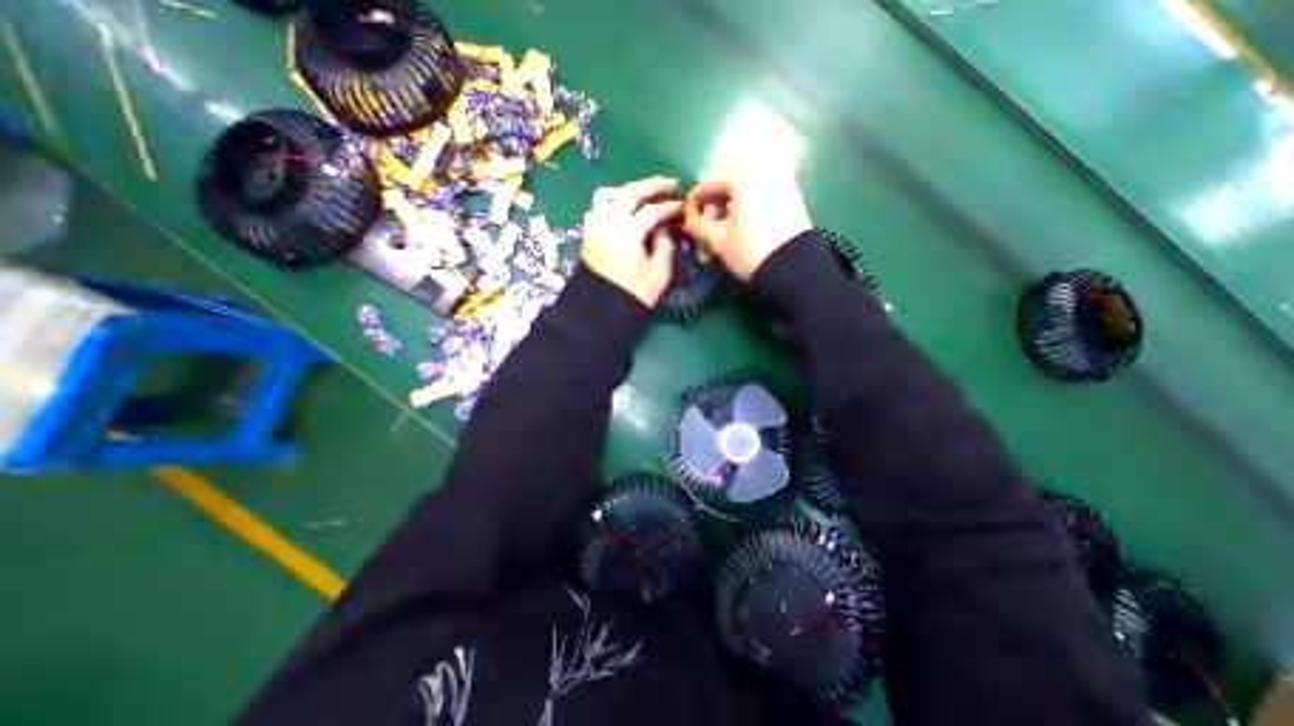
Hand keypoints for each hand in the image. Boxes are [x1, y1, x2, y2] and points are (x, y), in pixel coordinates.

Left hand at [582, 179, 685, 307]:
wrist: (601, 310)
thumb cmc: (633, 294)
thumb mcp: (658, 273)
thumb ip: (664, 246)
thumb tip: (664, 229)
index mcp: (628, 229)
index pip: (653, 210)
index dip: (670, 208)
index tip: (683, 207)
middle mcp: (609, 220)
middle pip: (631, 192)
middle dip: (653, 186)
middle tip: (670, 184)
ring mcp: (595, 225)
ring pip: (609, 194)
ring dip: (628, 190)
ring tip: (642, 195)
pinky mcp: (588, 233)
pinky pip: (597, 207)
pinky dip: (611, 202)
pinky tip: (622, 210)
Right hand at [687, 167, 805, 279]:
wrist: (792, 268)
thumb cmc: (749, 249)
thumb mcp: (719, 240)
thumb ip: (701, 227)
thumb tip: (689, 223)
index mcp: (743, 175)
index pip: (713, 182)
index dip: (697, 197)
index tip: (688, 210)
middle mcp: (765, 170)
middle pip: (732, 181)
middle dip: (717, 199)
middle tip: (707, 220)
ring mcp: (783, 182)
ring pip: (749, 187)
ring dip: (734, 202)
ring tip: (725, 224)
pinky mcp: (794, 197)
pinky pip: (764, 194)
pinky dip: (750, 204)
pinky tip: (743, 223)